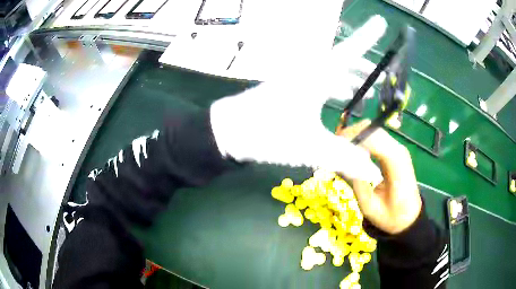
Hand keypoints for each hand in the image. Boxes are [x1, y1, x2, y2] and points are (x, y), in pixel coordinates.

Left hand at [210, 16, 387, 183]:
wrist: (229, 132)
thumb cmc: (267, 133)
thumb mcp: (310, 147)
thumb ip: (345, 159)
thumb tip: (374, 174)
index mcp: (316, 76)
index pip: (350, 52)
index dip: (368, 37)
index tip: (381, 22)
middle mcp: (309, 72)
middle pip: (345, 62)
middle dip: (366, 69)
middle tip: (384, 80)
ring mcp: (299, 80)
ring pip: (333, 72)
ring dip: (352, 79)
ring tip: (369, 91)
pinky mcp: (292, 89)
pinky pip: (322, 82)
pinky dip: (336, 88)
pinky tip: (342, 97)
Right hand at [338, 120, 421, 233]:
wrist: (409, 217)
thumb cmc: (391, 216)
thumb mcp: (370, 207)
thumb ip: (357, 184)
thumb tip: (340, 164)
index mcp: (396, 162)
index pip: (374, 138)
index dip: (354, 136)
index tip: (334, 144)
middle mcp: (398, 150)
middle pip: (373, 130)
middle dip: (352, 134)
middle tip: (334, 147)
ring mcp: (397, 149)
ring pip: (373, 131)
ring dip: (356, 136)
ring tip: (340, 149)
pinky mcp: (394, 152)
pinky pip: (376, 138)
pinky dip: (362, 140)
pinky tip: (352, 151)